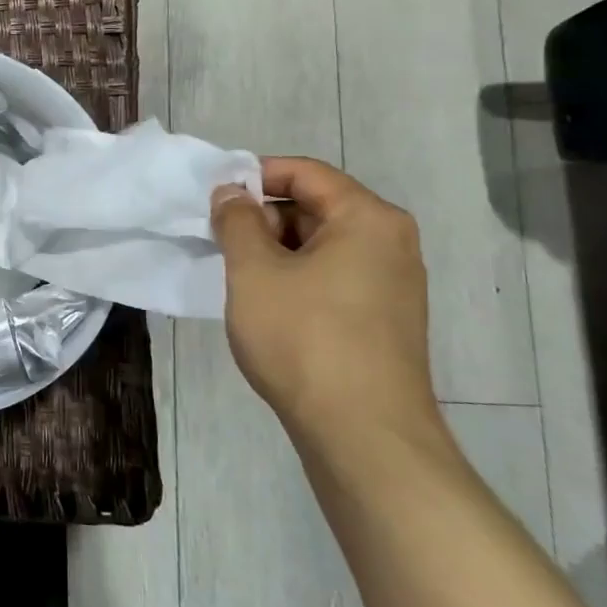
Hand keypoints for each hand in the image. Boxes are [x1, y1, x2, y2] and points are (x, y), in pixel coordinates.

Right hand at [210, 156, 436, 444]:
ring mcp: (393, 285)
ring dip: (275, 252)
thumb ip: (236, 221)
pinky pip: (333, 278)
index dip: (254, 176)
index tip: (213, 198)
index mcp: (367, 219)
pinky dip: (296, 279)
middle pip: (315, 207)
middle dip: (262, 219)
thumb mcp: (254, 271)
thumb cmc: (304, 338)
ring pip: (321, 246)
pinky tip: (267, 308)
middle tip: (219, 242)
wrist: (363, 434)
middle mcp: (390, 243)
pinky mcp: (385, 320)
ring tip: (238, 278)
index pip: (305, 172)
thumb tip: (231, 192)